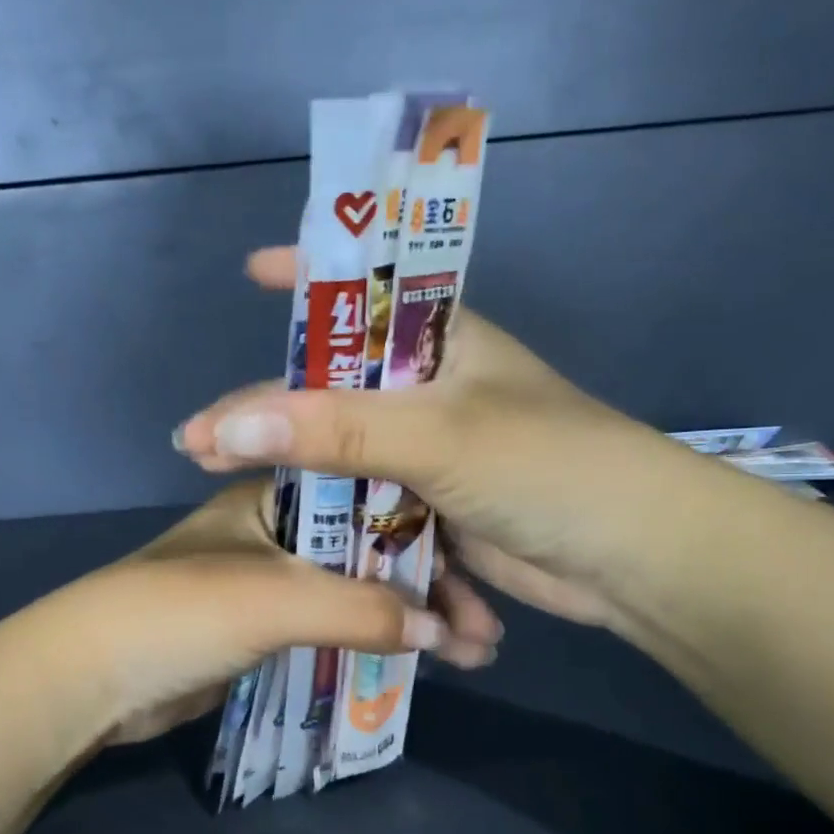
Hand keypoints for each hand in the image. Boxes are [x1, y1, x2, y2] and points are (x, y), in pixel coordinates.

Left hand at [59, 478, 503, 745]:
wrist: (91, 679)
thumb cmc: (179, 613)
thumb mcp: (275, 597)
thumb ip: (361, 610)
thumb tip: (442, 631)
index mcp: (273, 497)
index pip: (366, 494)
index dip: (423, 525)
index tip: (479, 556)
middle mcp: (275, 530)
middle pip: (366, 548)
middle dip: (424, 582)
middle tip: (484, 622)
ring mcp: (269, 581)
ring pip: (353, 590)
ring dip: (403, 617)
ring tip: (471, 650)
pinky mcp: (262, 628)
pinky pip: (331, 627)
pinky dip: (370, 642)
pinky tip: (418, 659)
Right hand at [172, 247, 728, 632]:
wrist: (632, 561)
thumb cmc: (547, 467)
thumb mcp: (436, 435)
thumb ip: (334, 429)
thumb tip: (225, 426)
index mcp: (440, 342)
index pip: (363, 288)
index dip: (308, 274)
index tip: (250, 272)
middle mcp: (431, 392)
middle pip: (335, 389)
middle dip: (270, 411)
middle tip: (201, 438)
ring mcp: (431, 454)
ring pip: (346, 455)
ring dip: (296, 475)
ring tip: (223, 482)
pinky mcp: (435, 509)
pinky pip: (372, 509)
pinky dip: (341, 524)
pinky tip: (289, 535)